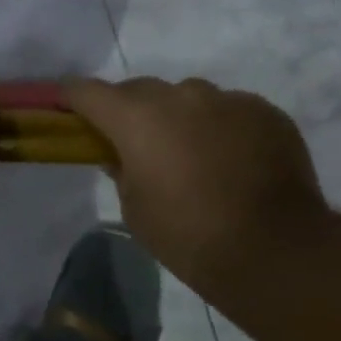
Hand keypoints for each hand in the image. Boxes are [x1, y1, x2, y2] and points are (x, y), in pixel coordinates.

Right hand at [63, 77, 330, 295]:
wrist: (273, 249)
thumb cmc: (188, 235)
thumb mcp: (135, 209)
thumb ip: (122, 171)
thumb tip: (122, 155)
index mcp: (137, 118)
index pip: (88, 91)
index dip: (72, 96)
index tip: (66, 104)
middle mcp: (180, 95)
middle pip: (140, 90)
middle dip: (130, 110)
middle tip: (135, 140)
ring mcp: (227, 99)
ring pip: (190, 97)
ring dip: (180, 117)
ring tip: (193, 153)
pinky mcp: (264, 111)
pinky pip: (230, 110)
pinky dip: (222, 127)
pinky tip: (232, 160)